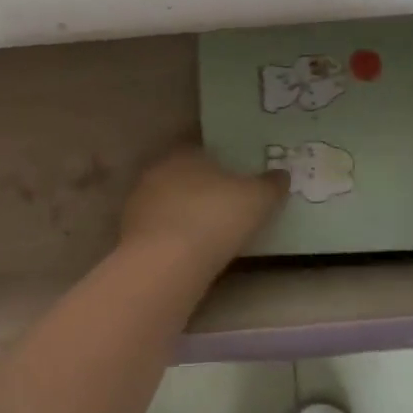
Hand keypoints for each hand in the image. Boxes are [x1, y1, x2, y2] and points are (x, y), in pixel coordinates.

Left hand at [121, 146, 288, 273]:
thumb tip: (282, 174)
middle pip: (183, 177)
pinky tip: (187, 253)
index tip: (235, 183)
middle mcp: (157, 171)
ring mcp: (139, 202)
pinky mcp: (129, 233)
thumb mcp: (257, 199)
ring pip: (167, 203)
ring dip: (183, 215)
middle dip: (200, 190)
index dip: (220, 166)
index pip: (202, 152)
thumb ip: (271, 185)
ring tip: (208, 235)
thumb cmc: (216, 217)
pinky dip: (171, 237)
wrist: (167, 261)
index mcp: (185, 153)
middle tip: (224, 209)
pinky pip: (158, 230)